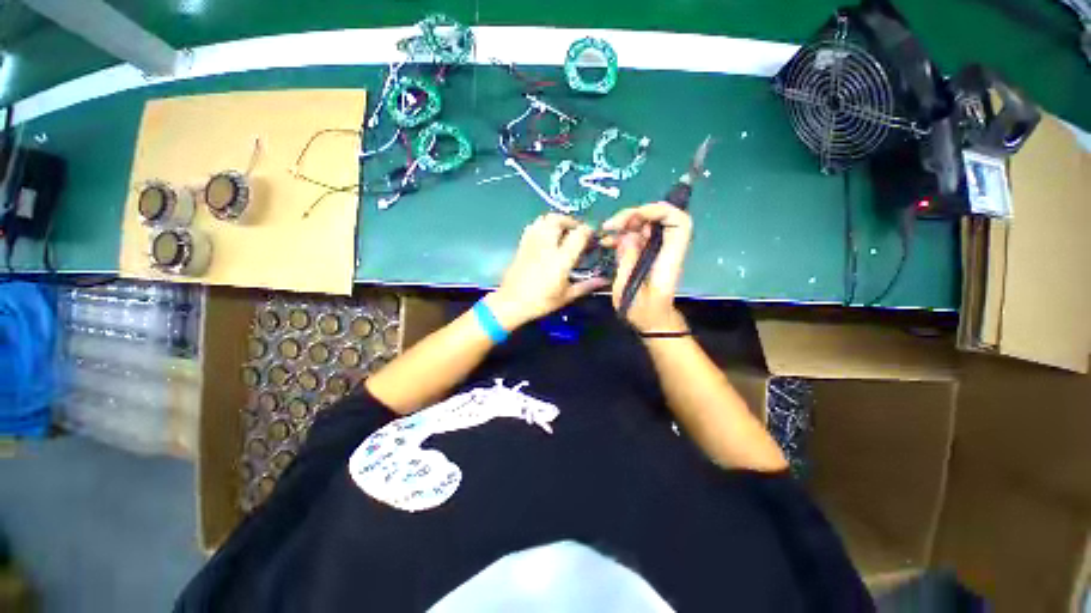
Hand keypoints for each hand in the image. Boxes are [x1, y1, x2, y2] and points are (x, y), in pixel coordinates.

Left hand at [486, 214, 608, 328]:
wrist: (512, 302)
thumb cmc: (541, 301)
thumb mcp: (566, 296)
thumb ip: (586, 285)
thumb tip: (604, 280)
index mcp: (561, 259)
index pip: (578, 234)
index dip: (588, 231)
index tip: (592, 236)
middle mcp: (547, 246)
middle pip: (559, 220)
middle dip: (571, 221)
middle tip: (577, 231)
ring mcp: (532, 243)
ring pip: (544, 219)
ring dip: (556, 220)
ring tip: (563, 231)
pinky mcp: (522, 244)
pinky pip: (532, 226)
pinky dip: (542, 224)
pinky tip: (546, 235)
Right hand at [601, 203, 691, 333]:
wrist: (652, 322)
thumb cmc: (644, 312)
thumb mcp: (629, 290)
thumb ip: (628, 261)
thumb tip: (626, 235)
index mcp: (669, 258)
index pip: (678, 222)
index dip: (659, 211)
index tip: (633, 216)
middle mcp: (666, 249)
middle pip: (659, 217)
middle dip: (633, 215)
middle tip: (611, 226)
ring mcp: (656, 250)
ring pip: (645, 224)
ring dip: (624, 224)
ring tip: (605, 235)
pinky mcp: (646, 253)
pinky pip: (636, 236)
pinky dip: (621, 235)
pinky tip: (607, 242)